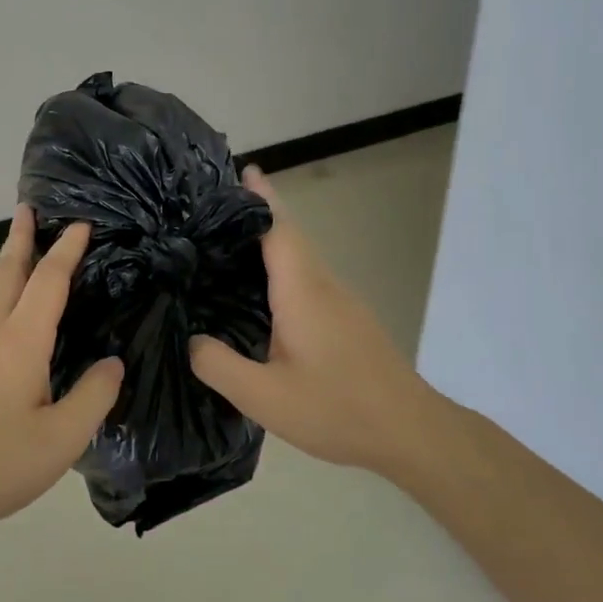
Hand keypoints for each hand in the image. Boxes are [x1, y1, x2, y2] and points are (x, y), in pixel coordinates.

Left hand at [0, 206, 124, 537]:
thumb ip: (93, 396)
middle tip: (26, 207)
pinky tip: (5, 318)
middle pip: (6, 272)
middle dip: (19, 237)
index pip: (49, 281)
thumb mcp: (61, 440)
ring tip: (22, 253)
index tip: (80, 223)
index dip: (67, 250)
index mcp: (20, 342)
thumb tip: (112, 362)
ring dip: (7, 265)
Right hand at [188, 167, 440, 476]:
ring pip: (301, 258)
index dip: (259, 198)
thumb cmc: (338, 408)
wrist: (411, 431)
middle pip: (290, 235)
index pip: (278, 228)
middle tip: (216, 207)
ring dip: (270, 242)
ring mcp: (341, 302)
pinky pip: (308, 279)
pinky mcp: (348, 320)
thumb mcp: (265, 397)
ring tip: (228, 246)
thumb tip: (191, 339)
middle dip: (259, 213)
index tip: (239, 170)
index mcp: (302, 291)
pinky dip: (281, 268)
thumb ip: (220, 366)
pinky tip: (262, 293)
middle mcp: (324, 285)